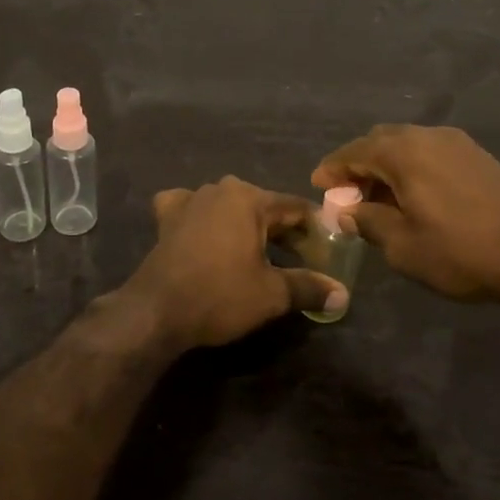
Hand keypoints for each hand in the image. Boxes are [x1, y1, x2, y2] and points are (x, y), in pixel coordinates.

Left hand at [118, 177, 346, 349]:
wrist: (157, 310)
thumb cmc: (220, 295)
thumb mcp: (272, 294)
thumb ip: (309, 287)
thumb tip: (343, 294)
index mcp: (249, 198)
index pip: (294, 208)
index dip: (315, 229)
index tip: (328, 249)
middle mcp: (220, 189)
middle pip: (263, 207)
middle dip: (283, 231)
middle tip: (301, 258)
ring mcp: (189, 199)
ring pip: (229, 207)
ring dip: (246, 226)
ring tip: (260, 252)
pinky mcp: (167, 217)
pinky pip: (192, 209)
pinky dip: (203, 218)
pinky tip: (205, 232)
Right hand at [313, 125, 499, 303]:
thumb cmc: (461, 251)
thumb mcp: (404, 246)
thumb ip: (369, 222)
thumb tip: (349, 212)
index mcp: (403, 152)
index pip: (354, 151)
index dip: (333, 168)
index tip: (319, 185)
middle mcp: (428, 136)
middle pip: (380, 141)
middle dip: (360, 164)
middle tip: (349, 194)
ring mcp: (457, 143)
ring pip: (408, 144)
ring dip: (388, 165)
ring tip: (381, 198)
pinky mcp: (479, 156)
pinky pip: (431, 152)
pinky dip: (413, 167)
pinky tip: (416, 195)